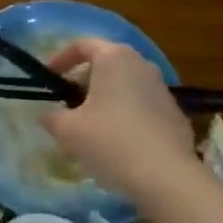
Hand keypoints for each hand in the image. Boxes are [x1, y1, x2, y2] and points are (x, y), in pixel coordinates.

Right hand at [41, 38, 199, 198]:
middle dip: (82, 82)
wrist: (167, 177)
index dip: (60, 59)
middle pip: (105, 64)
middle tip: (66, 105)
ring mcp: (162, 89)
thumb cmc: (111, 142)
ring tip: (90, 128)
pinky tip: (117, 143)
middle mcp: (141, 65)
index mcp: (114, 58)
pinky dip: (125, 115)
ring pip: (124, 85)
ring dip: (104, 100)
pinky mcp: (175, 113)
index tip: (49, 79)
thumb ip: (52, 118)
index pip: (82, 45)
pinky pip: (141, 105)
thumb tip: (47, 116)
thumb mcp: (68, 130)